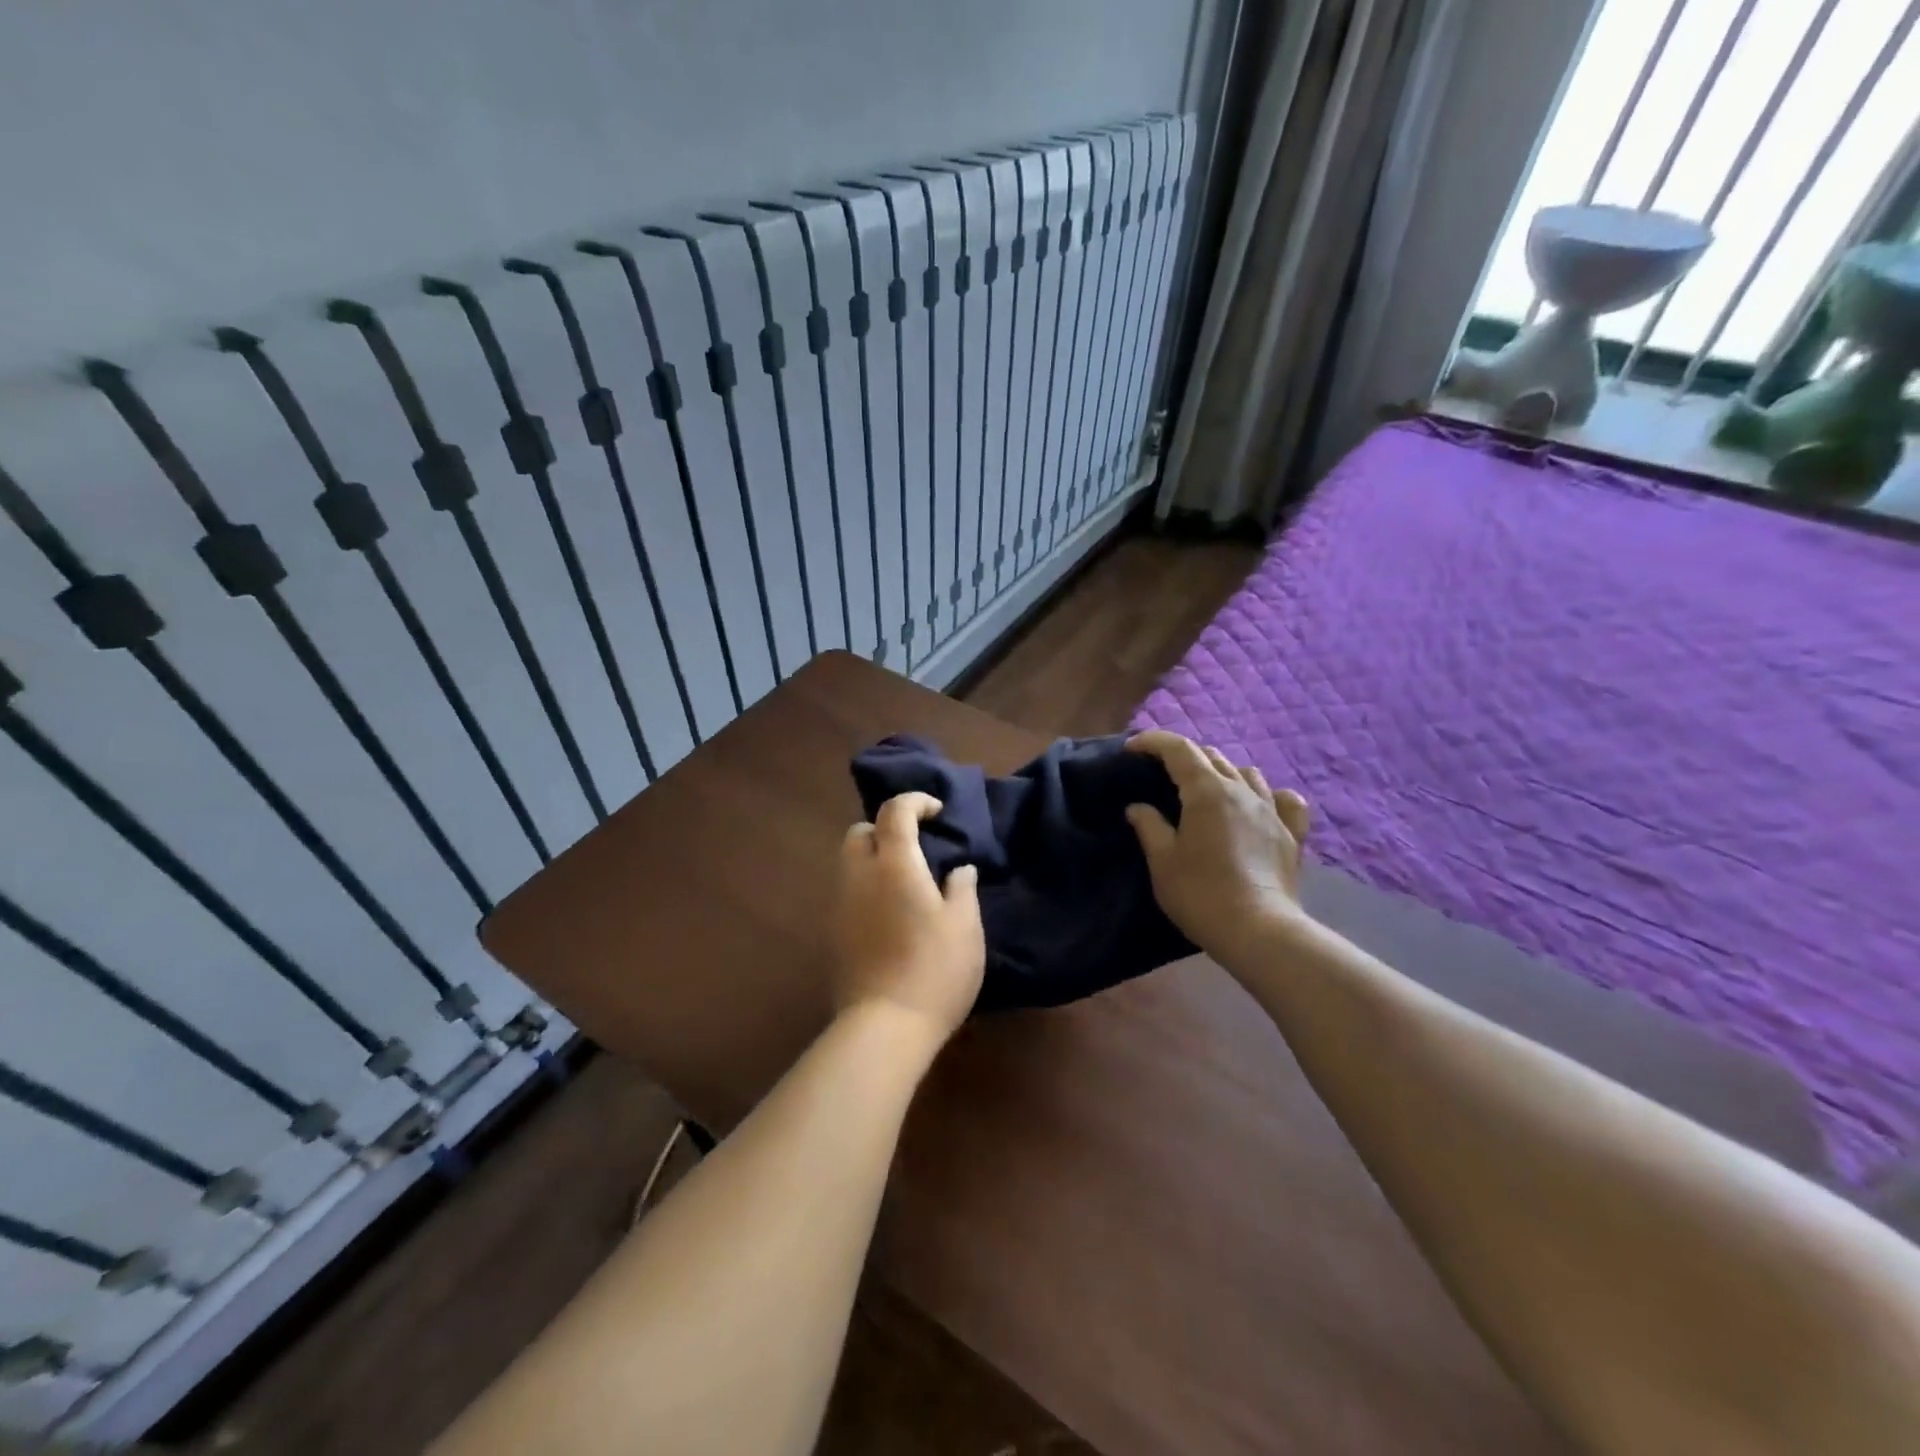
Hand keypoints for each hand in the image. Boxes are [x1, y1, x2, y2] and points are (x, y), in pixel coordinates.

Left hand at [832, 792, 984, 1047]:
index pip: (894, 811)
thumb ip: (962, 888)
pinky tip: (891, 914)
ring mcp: (840, 905)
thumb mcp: (965, 926)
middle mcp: (859, 875)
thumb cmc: (934, 969)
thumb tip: (959, 869)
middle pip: (860, 832)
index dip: (915, 802)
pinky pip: (848, 892)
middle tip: (917, 849)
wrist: (884, 1026)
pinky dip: (867, 887)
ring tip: (906, 883)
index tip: (937, 813)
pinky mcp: (833, 933)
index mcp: (894, 864)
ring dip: (874, 859)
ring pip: (850, 863)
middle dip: (885, 829)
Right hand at [1124, 731, 1312, 962]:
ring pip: (1247, 773)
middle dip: (1183, 756)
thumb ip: (1149, 826)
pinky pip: (1285, 800)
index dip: (1153, 741)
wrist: (1257, 931)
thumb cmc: (1200, 893)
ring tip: (1206, 790)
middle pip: (1212, 756)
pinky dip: (1268, 796)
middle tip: (1161, 774)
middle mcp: (1242, 790)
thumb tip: (1138, 807)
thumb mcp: (1162, 860)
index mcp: (1207, 791)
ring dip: (1222, 772)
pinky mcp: (1291, 835)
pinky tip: (1259, 806)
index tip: (1131, 749)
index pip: (1179, 748)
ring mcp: (1272, 811)